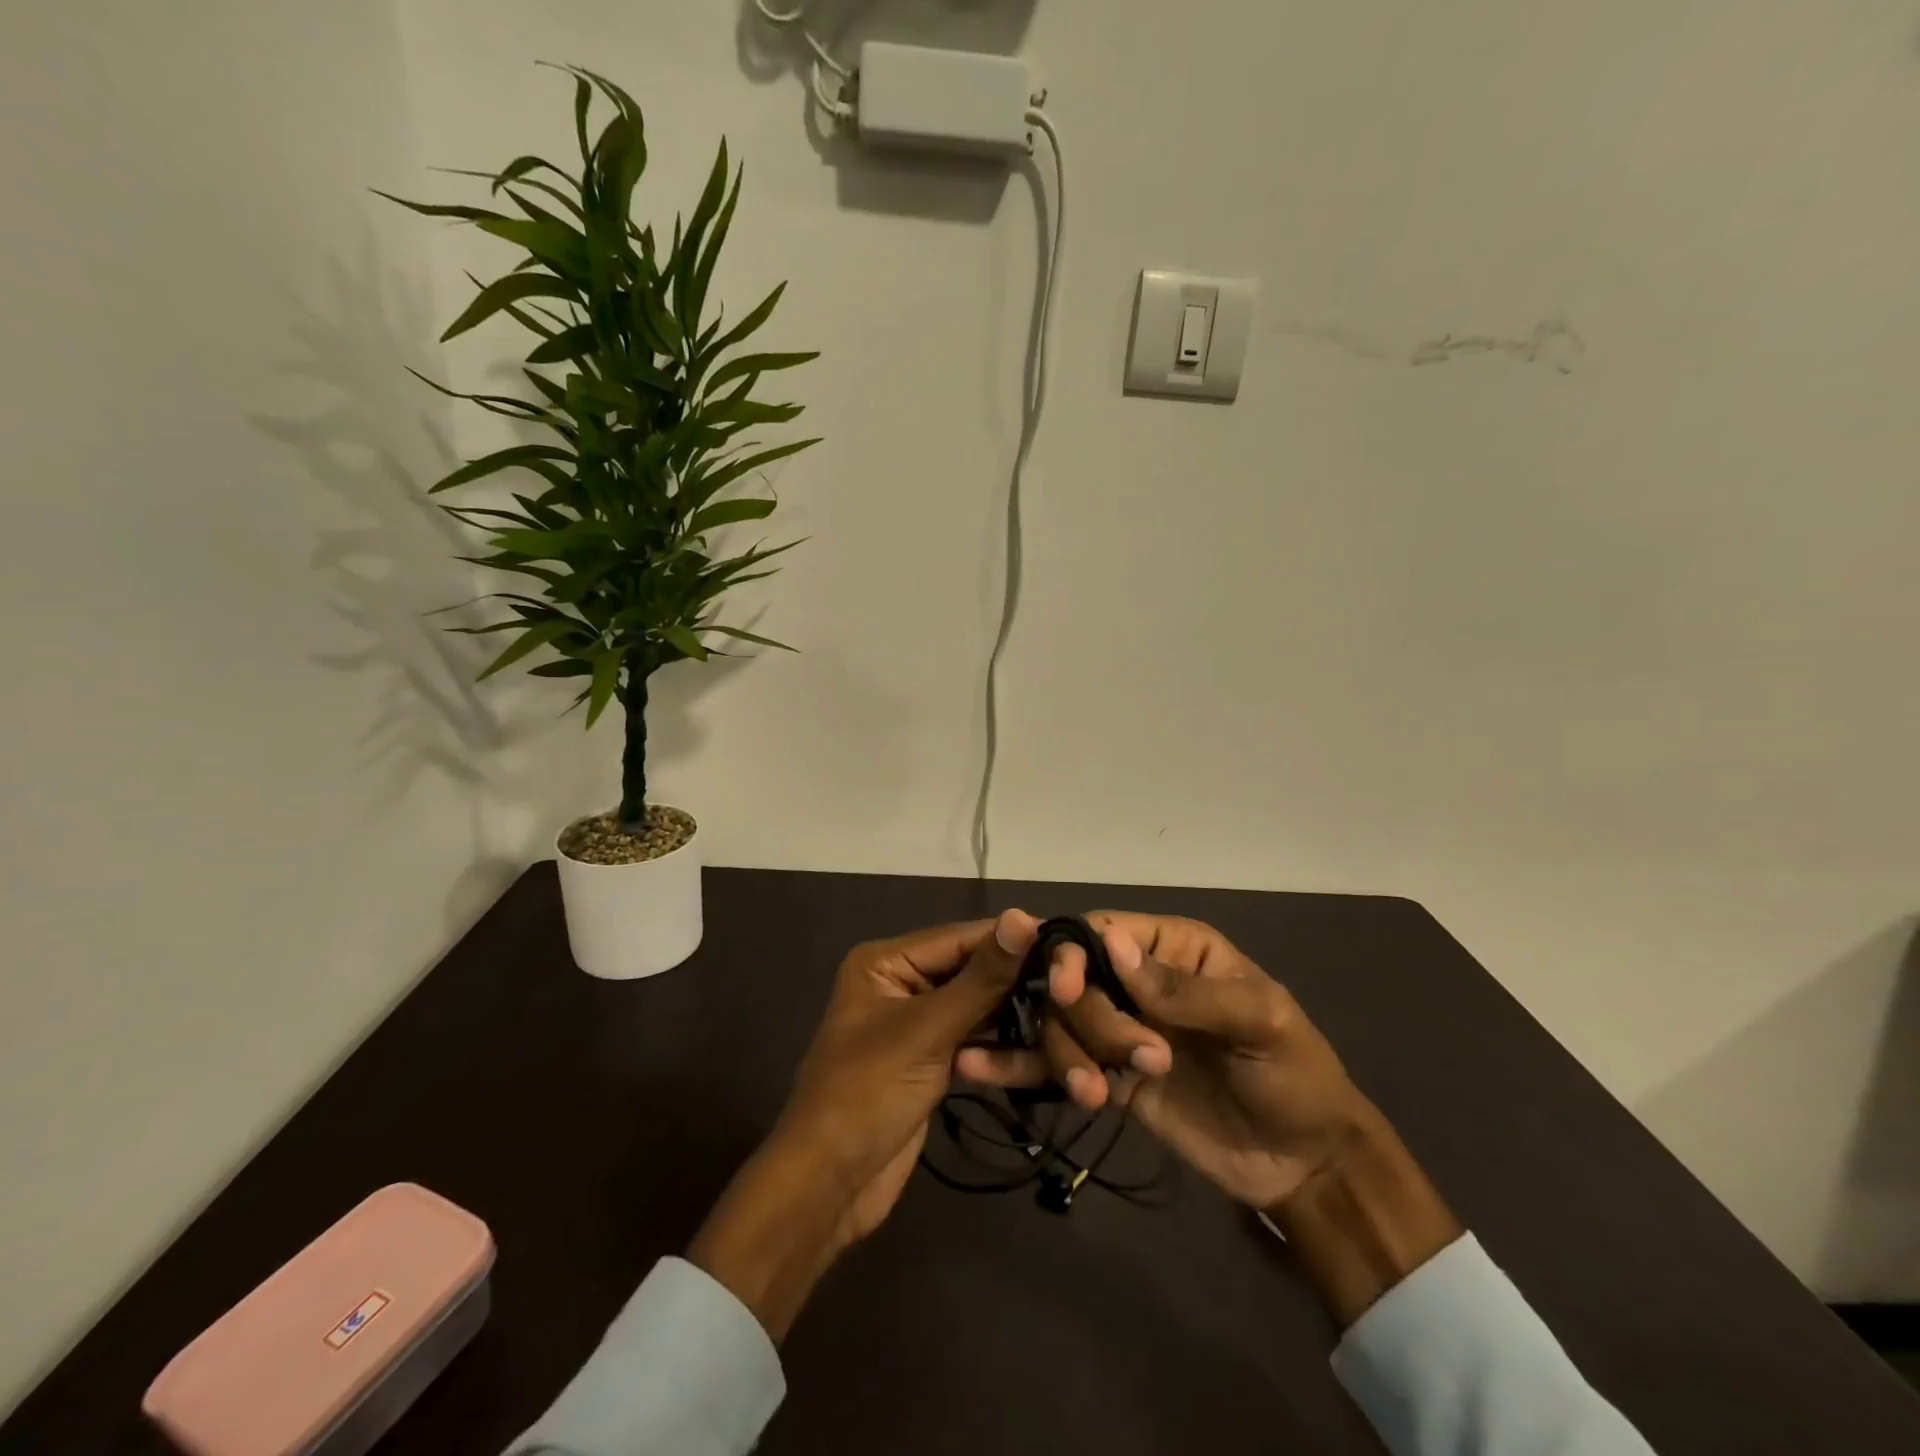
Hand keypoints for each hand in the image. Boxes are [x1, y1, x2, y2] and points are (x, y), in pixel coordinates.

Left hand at [688, 912, 1032, 1339]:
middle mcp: (901, 982)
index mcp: (886, 962)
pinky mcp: (930, 1061)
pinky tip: (1041, 1052)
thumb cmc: (868, 1092)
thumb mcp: (928, 1030)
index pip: (960, 937)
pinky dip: (1000, 1048)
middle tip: (1075, 986)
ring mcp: (917, 1024)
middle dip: (1017, 982)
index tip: (1068, 942)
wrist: (829, 1186)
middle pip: (971, 972)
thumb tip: (1024, 916)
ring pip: (977, 1009)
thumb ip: (981, 977)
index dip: (1012, 939)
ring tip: (1066, 1019)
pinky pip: (973, 1040)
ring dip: (1014, 1018)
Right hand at [959, 912, 1361, 1207]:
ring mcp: (1116, 1029)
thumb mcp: (1258, 1022)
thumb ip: (1186, 989)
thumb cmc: (1294, 1075)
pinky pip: (1057, 1063)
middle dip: (1085, 1019)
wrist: (1303, 1165)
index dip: (1072, 954)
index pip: (1100, 932)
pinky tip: (975, 1067)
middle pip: (1071, 978)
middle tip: (1124, 1063)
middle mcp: (1133, 980)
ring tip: (1095, 1096)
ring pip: (1058, 1022)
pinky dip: (1018, 1065)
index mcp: (1168, 948)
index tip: (1063, 989)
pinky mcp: (1106, 1075)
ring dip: (1062, 1054)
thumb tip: (1112, 944)